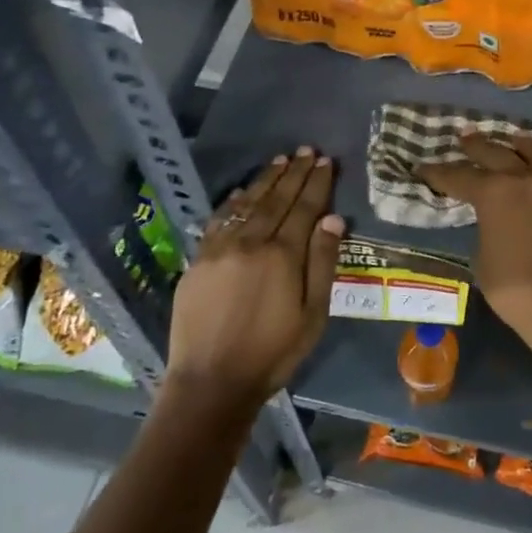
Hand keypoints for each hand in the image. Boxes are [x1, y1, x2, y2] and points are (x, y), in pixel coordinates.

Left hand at [165, 148, 342, 412]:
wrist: (210, 382)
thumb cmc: (272, 353)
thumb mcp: (312, 315)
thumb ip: (322, 263)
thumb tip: (333, 219)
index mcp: (282, 255)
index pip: (304, 208)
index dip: (316, 183)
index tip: (324, 161)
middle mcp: (251, 241)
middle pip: (277, 199)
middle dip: (294, 173)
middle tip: (305, 150)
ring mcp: (221, 248)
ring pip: (248, 203)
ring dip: (266, 180)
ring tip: (280, 160)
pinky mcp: (199, 259)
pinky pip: (219, 220)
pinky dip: (233, 202)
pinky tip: (243, 191)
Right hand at [418, 134, 531, 381]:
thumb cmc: (515, 289)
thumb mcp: (482, 257)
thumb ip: (486, 227)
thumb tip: (495, 219)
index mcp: (495, 192)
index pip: (460, 176)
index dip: (439, 173)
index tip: (425, 168)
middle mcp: (528, 178)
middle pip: (497, 153)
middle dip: (477, 146)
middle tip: (465, 138)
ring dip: (519, 148)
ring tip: (513, 141)